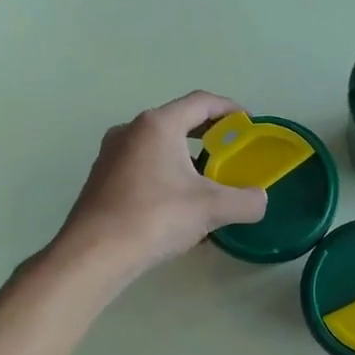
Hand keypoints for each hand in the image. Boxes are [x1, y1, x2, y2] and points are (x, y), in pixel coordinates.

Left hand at [56, 91, 267, 283]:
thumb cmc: (155, 218)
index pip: (202, 102)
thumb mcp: (211, 209)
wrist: (95, 253)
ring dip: (185, 157)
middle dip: (208, 134)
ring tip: (206, 182)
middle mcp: (131, 130)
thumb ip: (246, 201)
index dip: (230, 109)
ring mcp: (111, 154)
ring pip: (158, 145)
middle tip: (231, 152)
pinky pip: (142, 165)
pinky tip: (175, 204)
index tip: (248, 125)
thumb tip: (260, 200)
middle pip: (178, 121)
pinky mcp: (101, 178)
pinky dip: (164, 173)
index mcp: (158, 125)